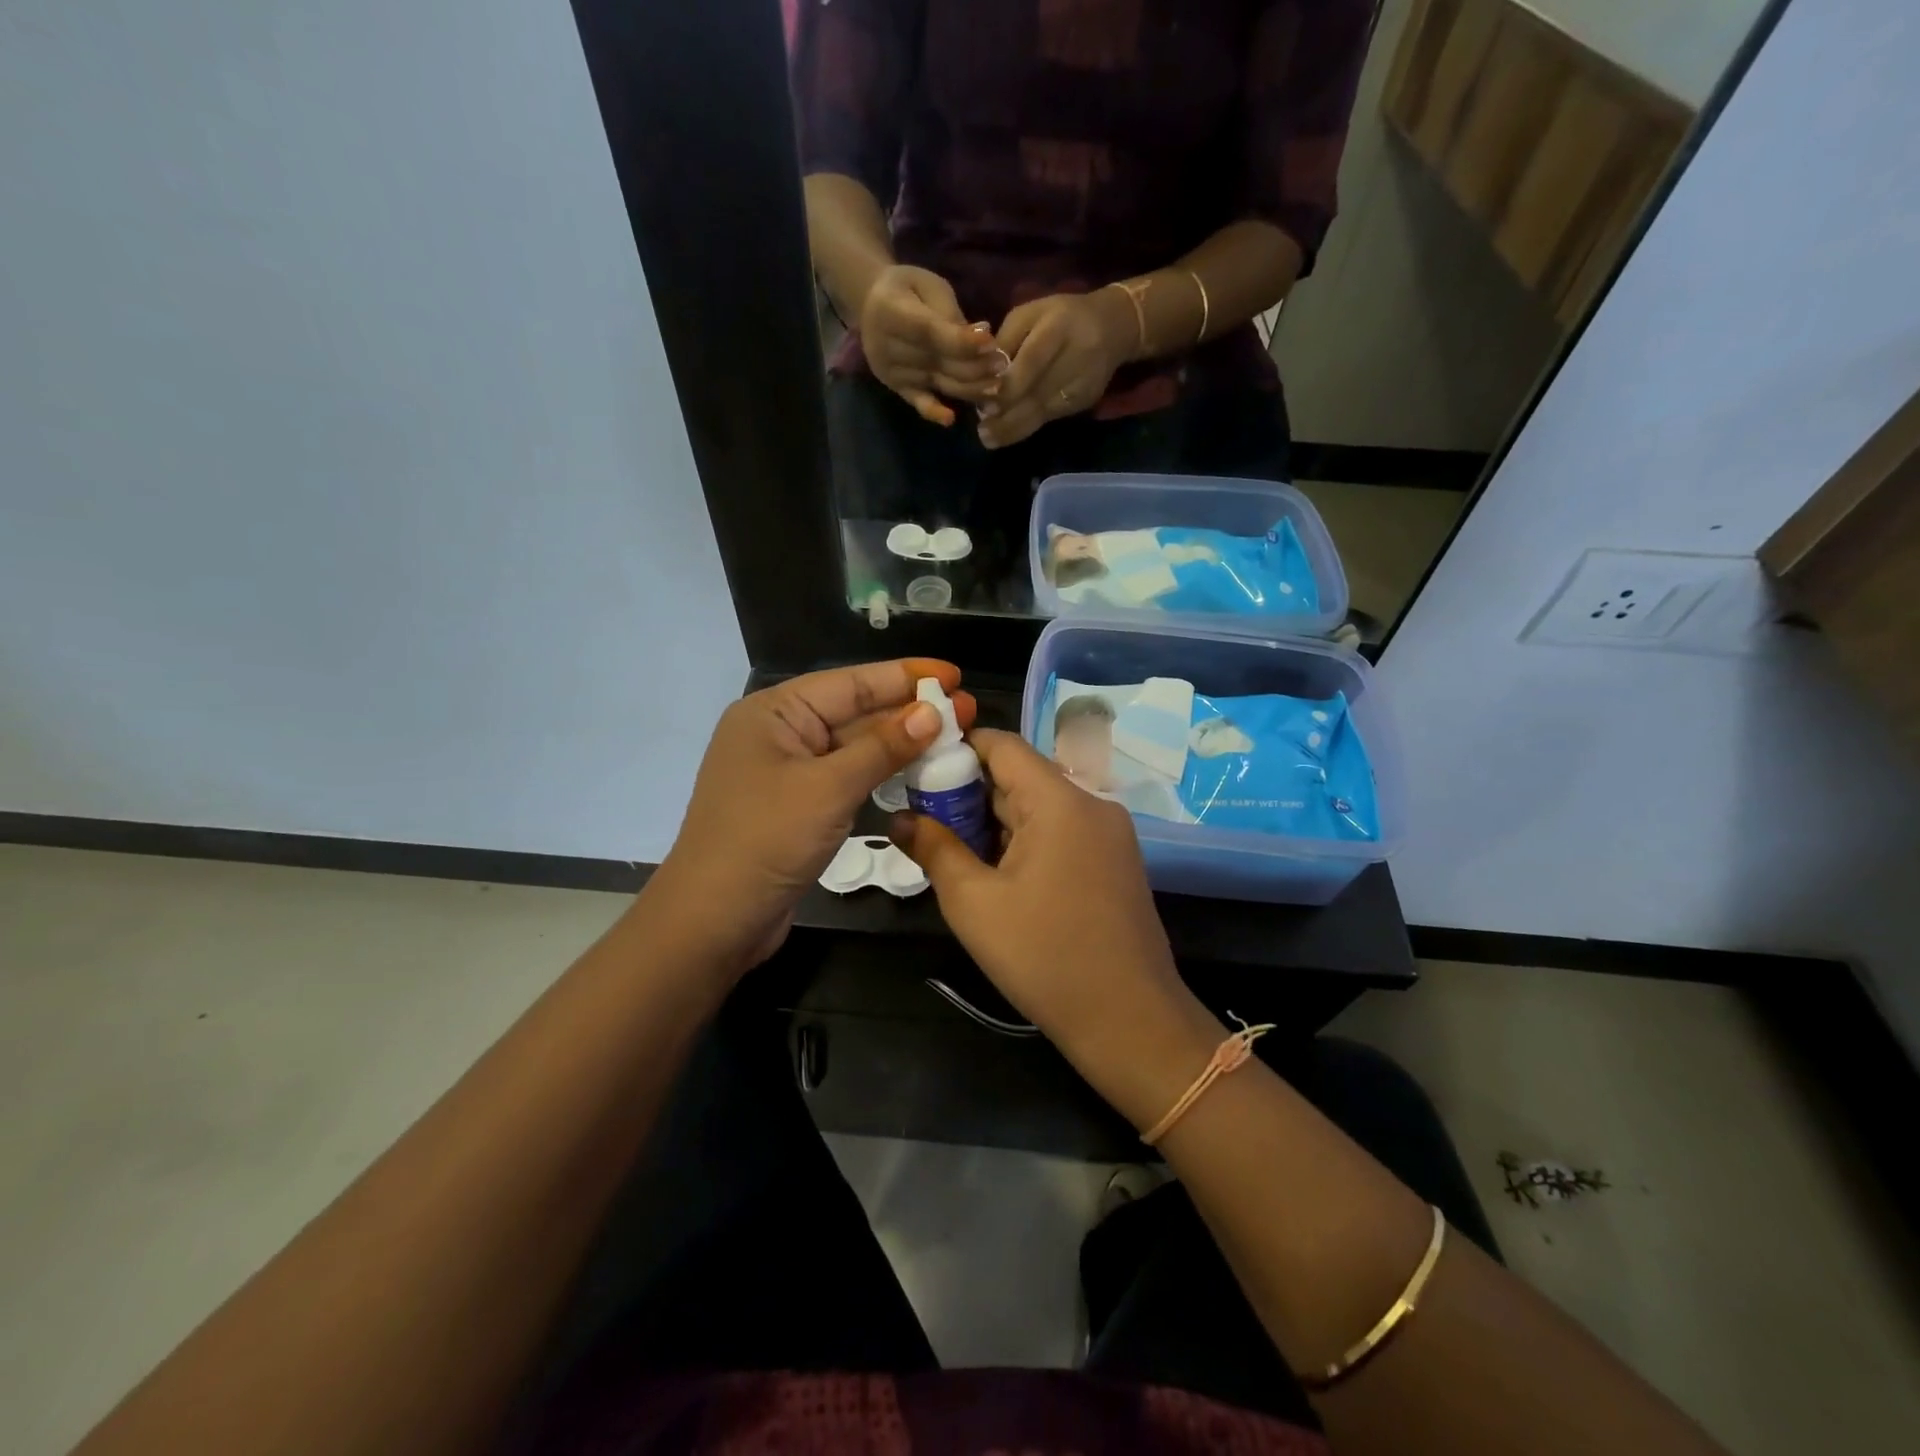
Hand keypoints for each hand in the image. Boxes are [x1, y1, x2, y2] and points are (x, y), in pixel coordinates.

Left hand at [652, 659, 976, 976]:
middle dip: (908, 711)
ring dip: (899, 744)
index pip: (850, 682)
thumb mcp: (829, 788)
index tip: (953, 675)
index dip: (905, 676)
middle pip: (853, 711)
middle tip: (965, 710)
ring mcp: (787, 772)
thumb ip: (883, 747)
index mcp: (774, 712)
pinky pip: (845, 777)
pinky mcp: (797, 806)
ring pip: (853, 747)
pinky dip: (880, 774)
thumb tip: (931, 713)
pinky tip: (916, 771)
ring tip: (951, 738)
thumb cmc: (766, 841)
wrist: (714, 921)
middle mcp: (779, 733)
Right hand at [860, 265, 1008, 426]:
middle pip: (937, 362)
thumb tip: (980, 338)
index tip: (991, 343)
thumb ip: (949, 313)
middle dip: (974, 365)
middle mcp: (887, 347)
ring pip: (937, 383)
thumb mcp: (928, 286)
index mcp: (890, 312)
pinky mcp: (897, 388)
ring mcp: (892, 372)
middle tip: (1003, 364)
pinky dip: (933, 412)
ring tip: (997, 386)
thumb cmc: (908, 289)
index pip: (930, 333)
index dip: (961, 341)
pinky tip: (950, 419)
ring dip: (969, 388)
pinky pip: (917, 402)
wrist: (871, 304)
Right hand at [891, 730, 1220, 1122]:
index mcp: (1060, 800)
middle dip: (967, 792)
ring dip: (993, 821)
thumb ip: (934, 849)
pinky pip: (1059, 832)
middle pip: (1019, 776)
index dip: (956, 748)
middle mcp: (1090, 803)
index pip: (1002, 745)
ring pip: (1038, 807)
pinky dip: (1022, 841)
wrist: (1130, 1021)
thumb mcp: (974, 903)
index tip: (916, 768)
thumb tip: (898, 818)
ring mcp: (1107, 833)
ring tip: (945, 845)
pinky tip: (990, 870)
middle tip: (919, 815)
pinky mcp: (1112, 861)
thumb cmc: (1045, 957)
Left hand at [977, 289, 1136, 448]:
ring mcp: (1084, 382)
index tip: (985, 404)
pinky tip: (1007, 433)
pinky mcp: (1086, 400)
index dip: (1009, 386)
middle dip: (1006, 415)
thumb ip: (1006, 342)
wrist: (1113, 327)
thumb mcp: (1029, 314)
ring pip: (1044, 412)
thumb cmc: (1061, 316)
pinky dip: (1027, 427)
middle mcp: (1076, 355)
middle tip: (981, 430)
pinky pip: (1052, 417)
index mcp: (1059, 326)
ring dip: (1013, 429)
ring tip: (989, 438)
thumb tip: (984, 378)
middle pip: (1038, 393)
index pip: (1032, 361)